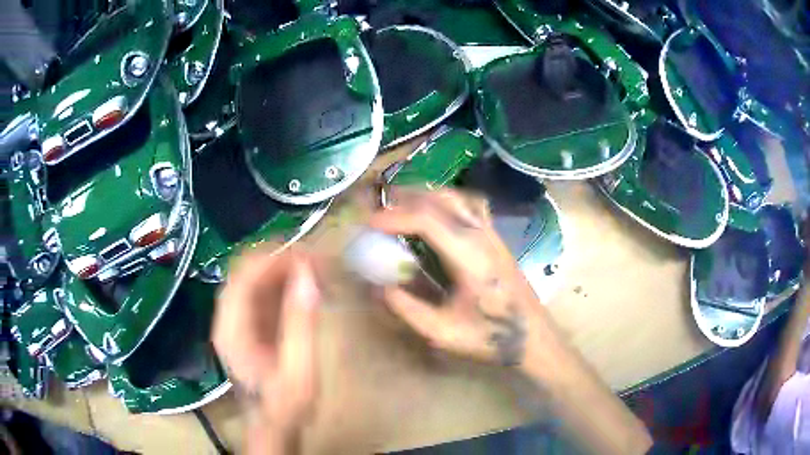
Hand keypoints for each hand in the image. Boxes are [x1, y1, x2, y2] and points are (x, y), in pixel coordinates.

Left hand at [213, 246, 320, 436]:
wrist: (273, 424)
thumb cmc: (285, 404)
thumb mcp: (298, 369)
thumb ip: (300, 323)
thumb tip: (307, 275)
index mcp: (232, 329)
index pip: (244, 277)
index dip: (272, 258)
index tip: (306, 253)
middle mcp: (227, 319)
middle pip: (246, 273)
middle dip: (278, 259)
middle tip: (314, 259)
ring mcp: (235, 321)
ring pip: (252, 280)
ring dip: (281, 269)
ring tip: (312, 268)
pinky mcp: (247, 325)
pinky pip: (260, 293)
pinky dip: (281, 284)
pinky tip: (302, 286)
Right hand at [370, 188, 561, 369]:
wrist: (533, 337)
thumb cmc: (491, 337)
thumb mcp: (443, 331)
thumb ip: (407, 308)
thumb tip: (378, 286)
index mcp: (470, 256)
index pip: (428, 220)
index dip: (395, 217)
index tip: (368, 223)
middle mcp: (482, 236)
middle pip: (441, 199)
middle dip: (406, 198)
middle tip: (379, 206)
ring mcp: (492, 234)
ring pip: (457, 198)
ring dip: (426, 195)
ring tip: (402, 204)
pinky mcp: (496, 238)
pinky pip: (469, 205)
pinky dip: (446, 201)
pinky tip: (436, 213)